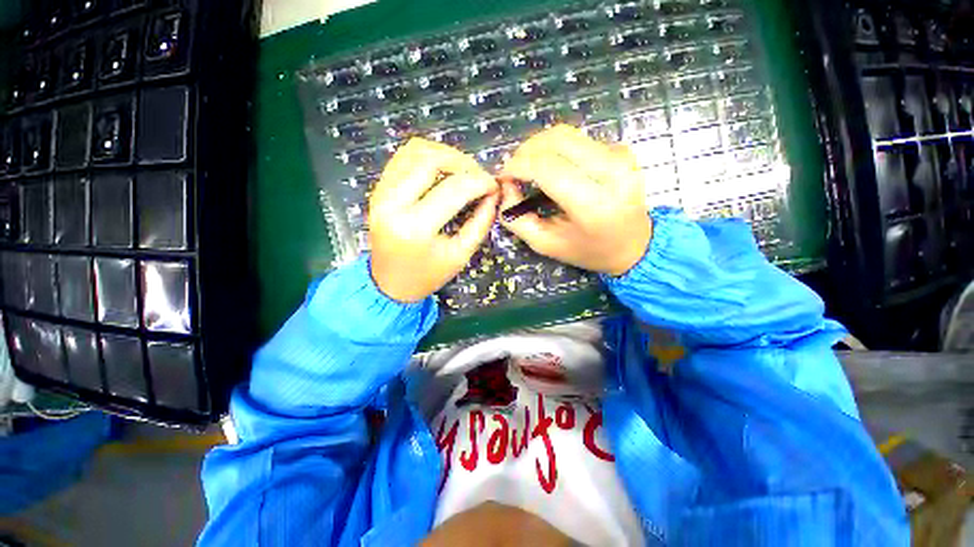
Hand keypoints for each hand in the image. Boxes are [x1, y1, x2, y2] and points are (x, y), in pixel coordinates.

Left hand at [369, 138, 498, 302]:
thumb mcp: (461, 254)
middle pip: (431, 160)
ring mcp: (380, 193)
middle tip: (479, 175)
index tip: (494, 186)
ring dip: (444, 154)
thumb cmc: (428, 275)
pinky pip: (402, 158)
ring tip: (463, 170)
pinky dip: (426, 155)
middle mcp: (392, 204)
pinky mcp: (378, 189)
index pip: (454, 189)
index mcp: (415, 227)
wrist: (390, 283)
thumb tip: (493, 194)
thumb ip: (481, 222)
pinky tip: (442, 169)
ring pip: (414, 151)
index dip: (480, 182)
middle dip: (463, 162)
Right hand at [499, 125, 650, 275]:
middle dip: (526, 151)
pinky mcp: (622, 150)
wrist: (634, 245)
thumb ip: (517, 219)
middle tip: (514, 170)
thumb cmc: (587, 250)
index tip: (504, 176)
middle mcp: (611, 172)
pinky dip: (558, 150)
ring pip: (567, 134)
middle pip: (557, 140)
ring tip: (529, 168)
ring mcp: (620, 156)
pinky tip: (555, 169)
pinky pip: (579, 140)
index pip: (547, 167)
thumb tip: (506, 186)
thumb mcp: (545, 244)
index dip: (518, 165)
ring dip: (540, 147)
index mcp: (593, 204)